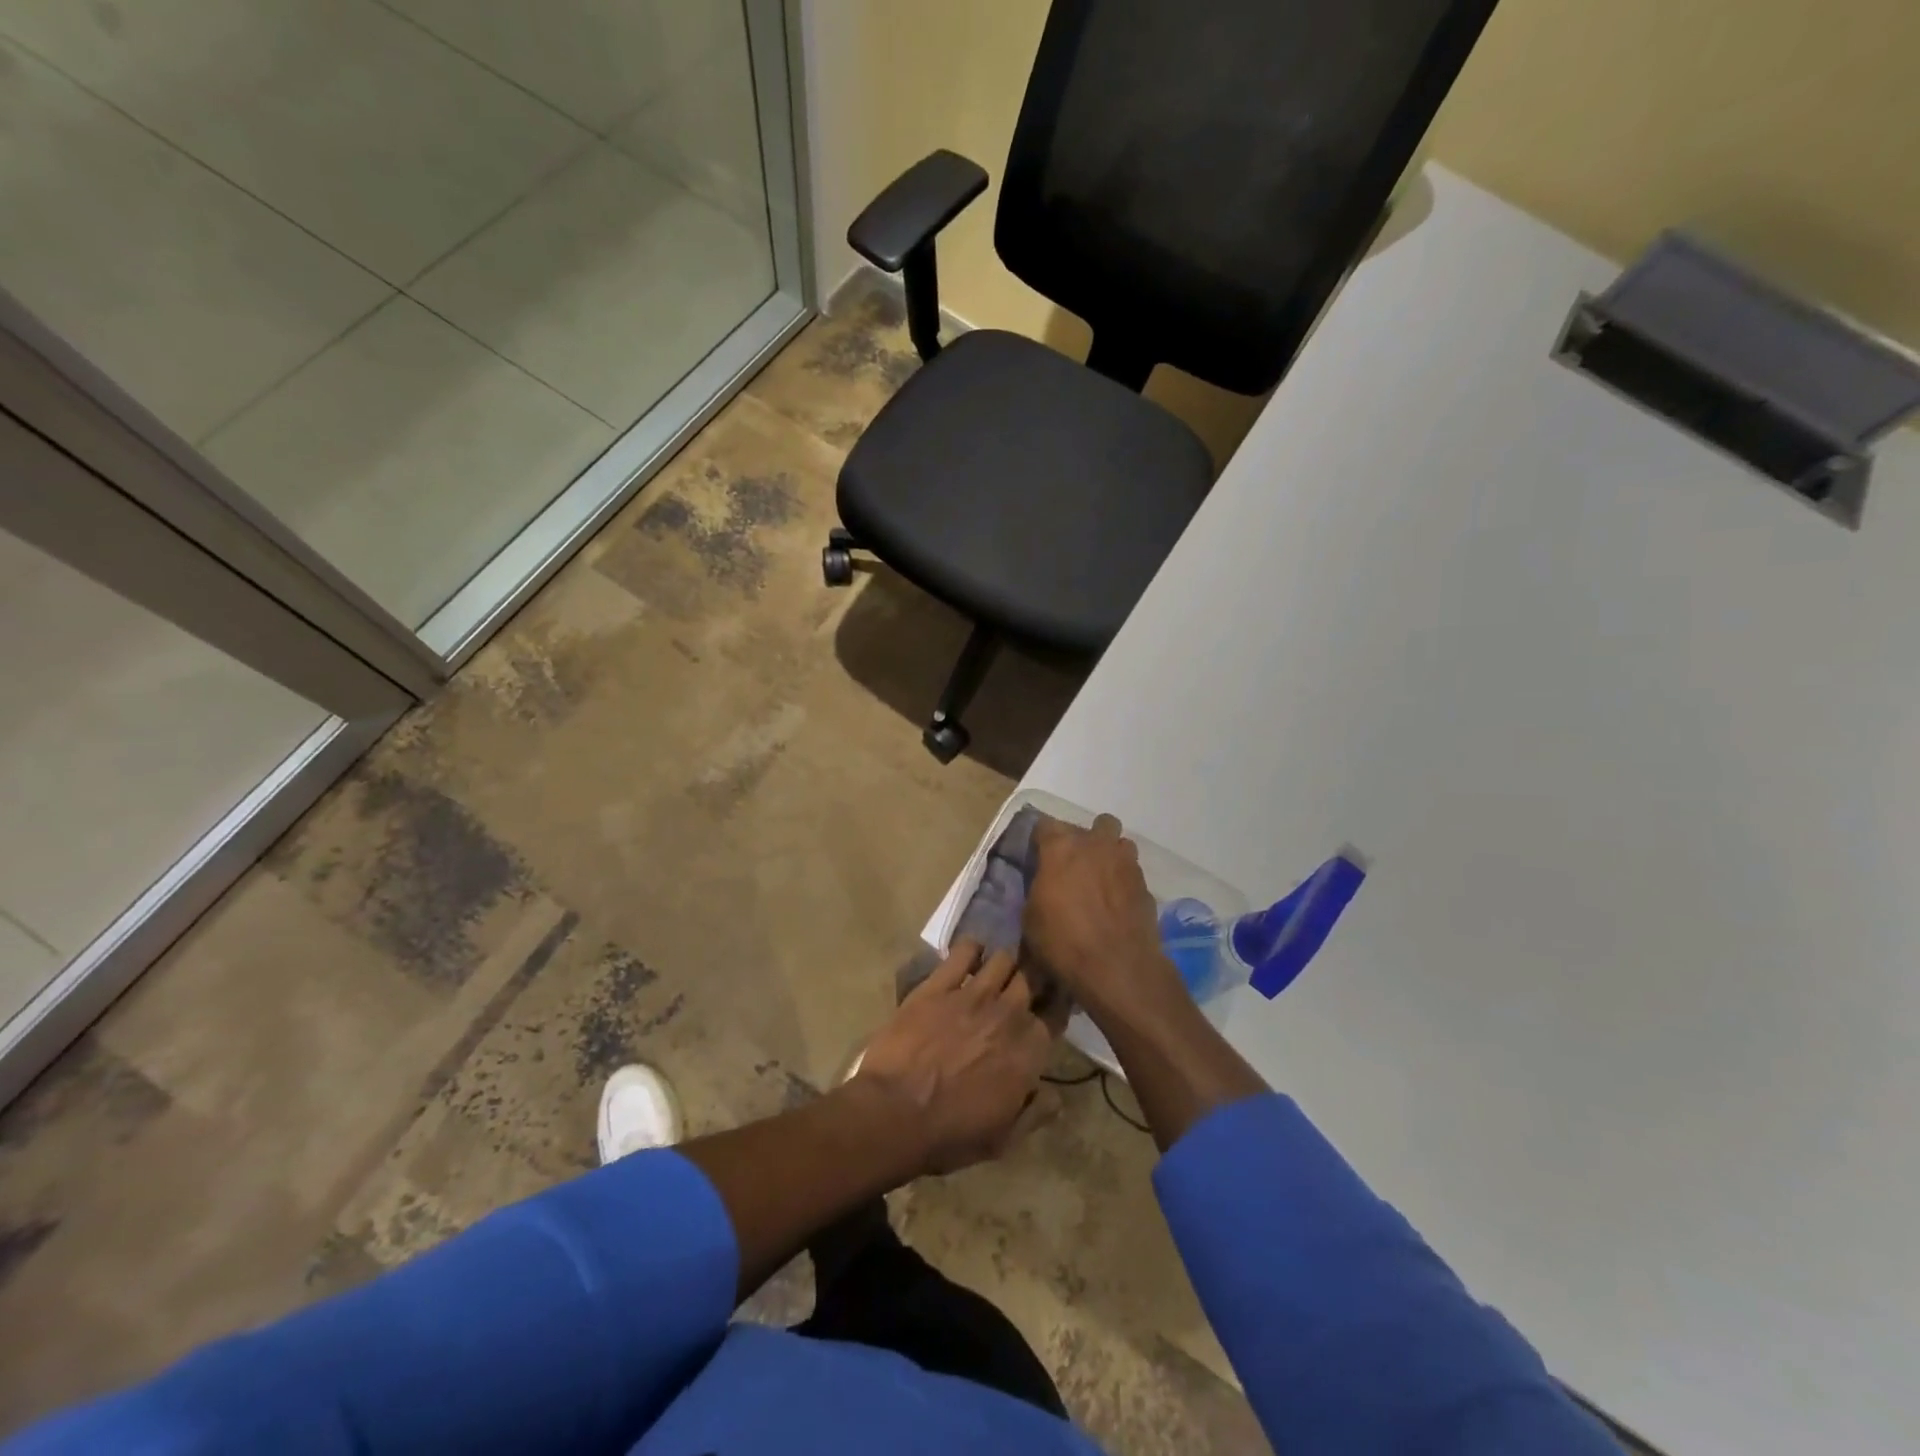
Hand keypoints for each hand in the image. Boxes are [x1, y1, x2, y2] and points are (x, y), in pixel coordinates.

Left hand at [854, 940, 1054, 1175]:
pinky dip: (971, 949)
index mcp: (1029, 1050)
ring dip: (1004, 963)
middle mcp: (1008, 1013)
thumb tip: (1056, 1095)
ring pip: (1004, 958)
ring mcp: (973, 993)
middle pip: (1034, 977)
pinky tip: (968, 957)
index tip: (1049, 1005)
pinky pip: (964, 951)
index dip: (1055, 1005)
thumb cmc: (951, 1133)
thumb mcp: (1004, 1139)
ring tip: (995, 971)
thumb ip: (1036, 1113)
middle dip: (1034, 977)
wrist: (894, 1113)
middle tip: (1025, 983)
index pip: (1056, 1013)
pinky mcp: (939, 984)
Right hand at [1024, 814, 1185, 1025]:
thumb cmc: (1063, 941)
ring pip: (1121, 843)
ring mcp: (1126, 863)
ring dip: (1111, 855)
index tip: (1039, 855)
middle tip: (1076, 864)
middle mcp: (1096, 845)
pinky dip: (1124, 882)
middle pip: (1096, 823)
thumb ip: (1040, 888)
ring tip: (1102, 879)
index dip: (1041, 839)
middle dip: (1087, 838)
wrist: (1117, 967)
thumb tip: (1048, 883)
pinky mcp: (1146, 885)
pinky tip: (1117, 904)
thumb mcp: (1031, 917)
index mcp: (1061, 847)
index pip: (1046, 825)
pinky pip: (1133, 872)